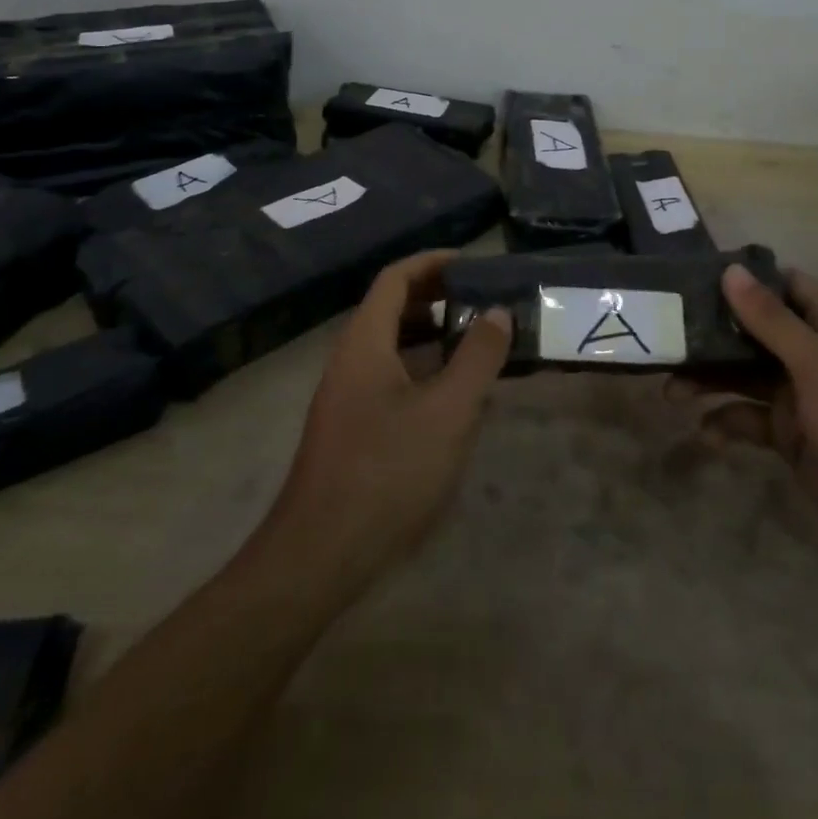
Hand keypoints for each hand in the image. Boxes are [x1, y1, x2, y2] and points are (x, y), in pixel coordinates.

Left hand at [258, 251, 510, 589]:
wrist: (320, 555)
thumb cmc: (387, 472)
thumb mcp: (448, 411)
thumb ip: (478, 357)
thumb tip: (497, 312)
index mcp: (365, 342)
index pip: (396, 278)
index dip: (433, 262)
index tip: (474, 264)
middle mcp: (350, 360)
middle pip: (392, 308)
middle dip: (437, 297)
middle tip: (484, 302)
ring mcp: (346, 396)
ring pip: (392, 346)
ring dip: (432, 335)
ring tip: (477, 342)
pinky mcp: (351, 428)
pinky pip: (390, 378)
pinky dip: (423, 370)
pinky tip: (454, 397)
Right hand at [700, 264, 817, 572]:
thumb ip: (772, 321)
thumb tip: (731, 270)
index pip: (786, 286)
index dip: (746, 279)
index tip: (695, 277)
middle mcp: (815, 356)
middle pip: (756, 331)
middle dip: (713, 334)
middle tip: (667, 335)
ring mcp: (802, 397)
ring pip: (745, 375)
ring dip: (710, 380)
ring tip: (671, 392)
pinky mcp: (790, 436)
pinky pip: (749, 418)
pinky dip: (726, 422)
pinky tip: (706, 434)